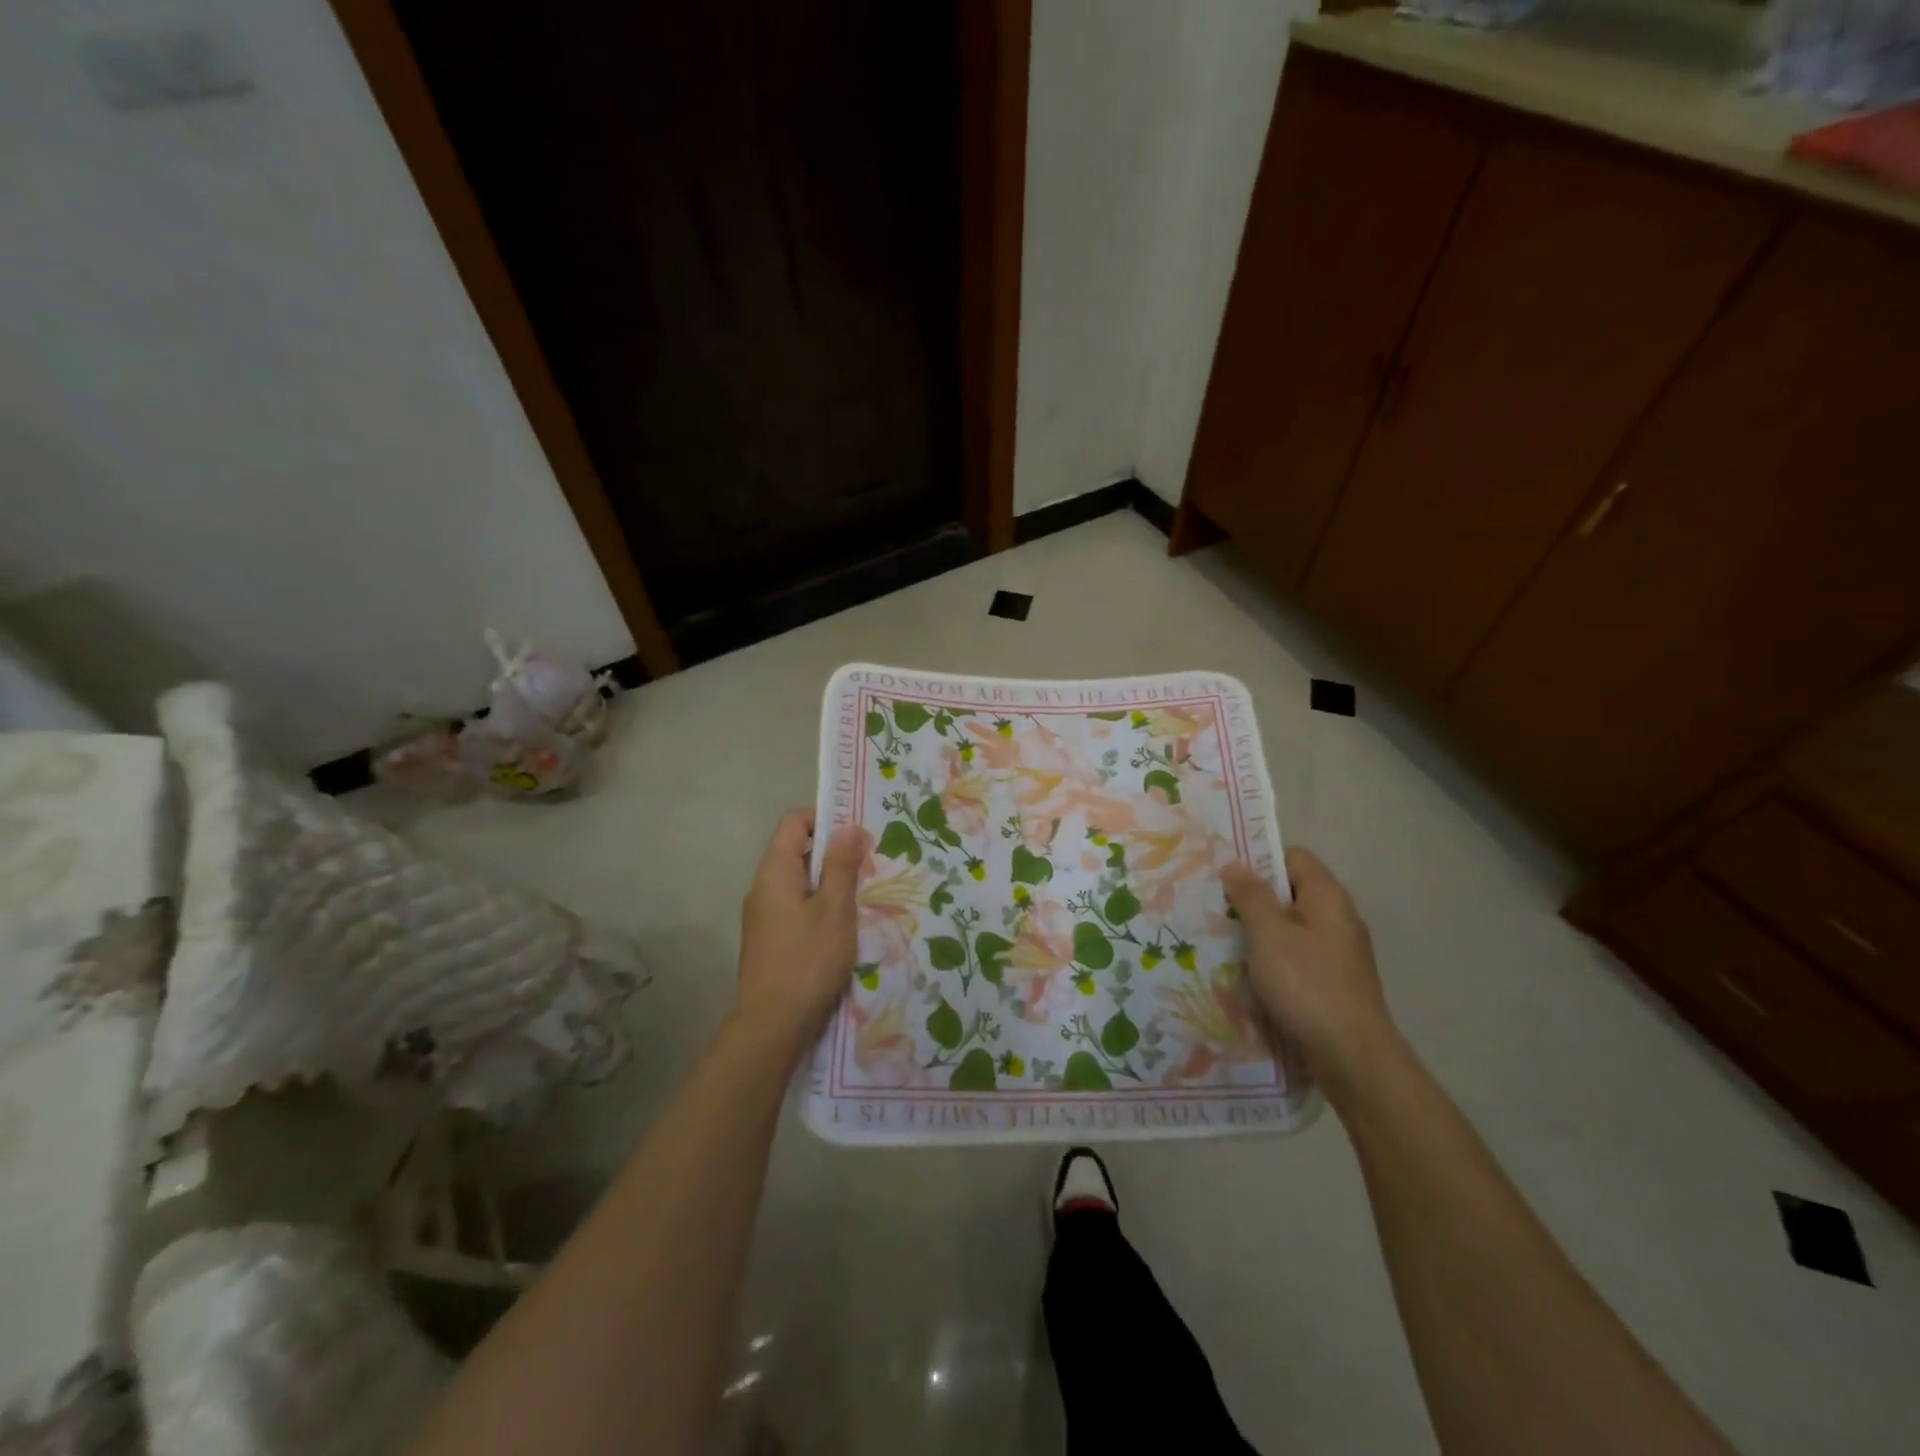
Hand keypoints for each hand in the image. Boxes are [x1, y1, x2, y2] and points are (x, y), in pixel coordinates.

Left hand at [736, 810, 868, 1050]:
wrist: (773, 1023)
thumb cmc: (809, 958)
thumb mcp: (835, 908)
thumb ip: (841, 865)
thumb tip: (848, 827)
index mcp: (775, 870)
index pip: (794, 822)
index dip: (825, 819)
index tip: (857, 836)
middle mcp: (762, 886)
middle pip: (796, 851)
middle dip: (832, 853)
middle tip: (868, 867)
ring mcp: (761, 914)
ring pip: (797, 882)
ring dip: (828, 883)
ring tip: (860, 898)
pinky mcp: (768, 939)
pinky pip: (794, 906)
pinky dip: (817, 906)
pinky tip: (841, 928)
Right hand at [1222, 847, 1396, 1103]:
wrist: (1351, 1056)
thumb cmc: (1306, 984)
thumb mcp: (1268, 933)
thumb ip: (1251, 895)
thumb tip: (1235, 864)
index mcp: (1327, 897)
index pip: (1293, 857)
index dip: (1260, 860)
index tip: (1226, 876)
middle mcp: (1339, 918)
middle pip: (1291, 892)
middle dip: (1254, 898)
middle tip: (1217, 907)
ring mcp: (1339, 952)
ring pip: (1292, 927)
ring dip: (1261, 932)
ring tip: (1226, 941)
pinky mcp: (1334, 981)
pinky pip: (1298, 956)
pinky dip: (1274, 959)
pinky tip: (1251, 974)